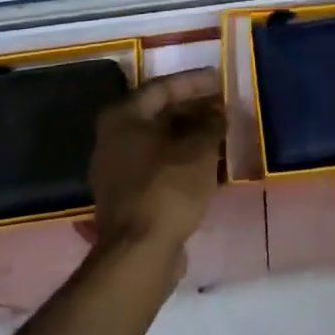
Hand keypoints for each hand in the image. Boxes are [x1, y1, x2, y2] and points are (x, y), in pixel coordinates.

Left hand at [89, 69, 225, 260]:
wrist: (139, 255)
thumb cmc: (167, 188)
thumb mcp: (198, 148)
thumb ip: (210, 123)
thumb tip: (217, 110)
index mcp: (123, 117)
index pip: (162, 87)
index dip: (193, 82)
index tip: (218, 79)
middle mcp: (113, 139)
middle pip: (159, 115)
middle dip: (193, 111)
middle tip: (222, 108)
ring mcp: (116, 172)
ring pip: (160, 144)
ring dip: (189, 139)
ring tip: (220, 136)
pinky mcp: (126, 200)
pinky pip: (158, 169)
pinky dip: (182, 162)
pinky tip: (208, 166)